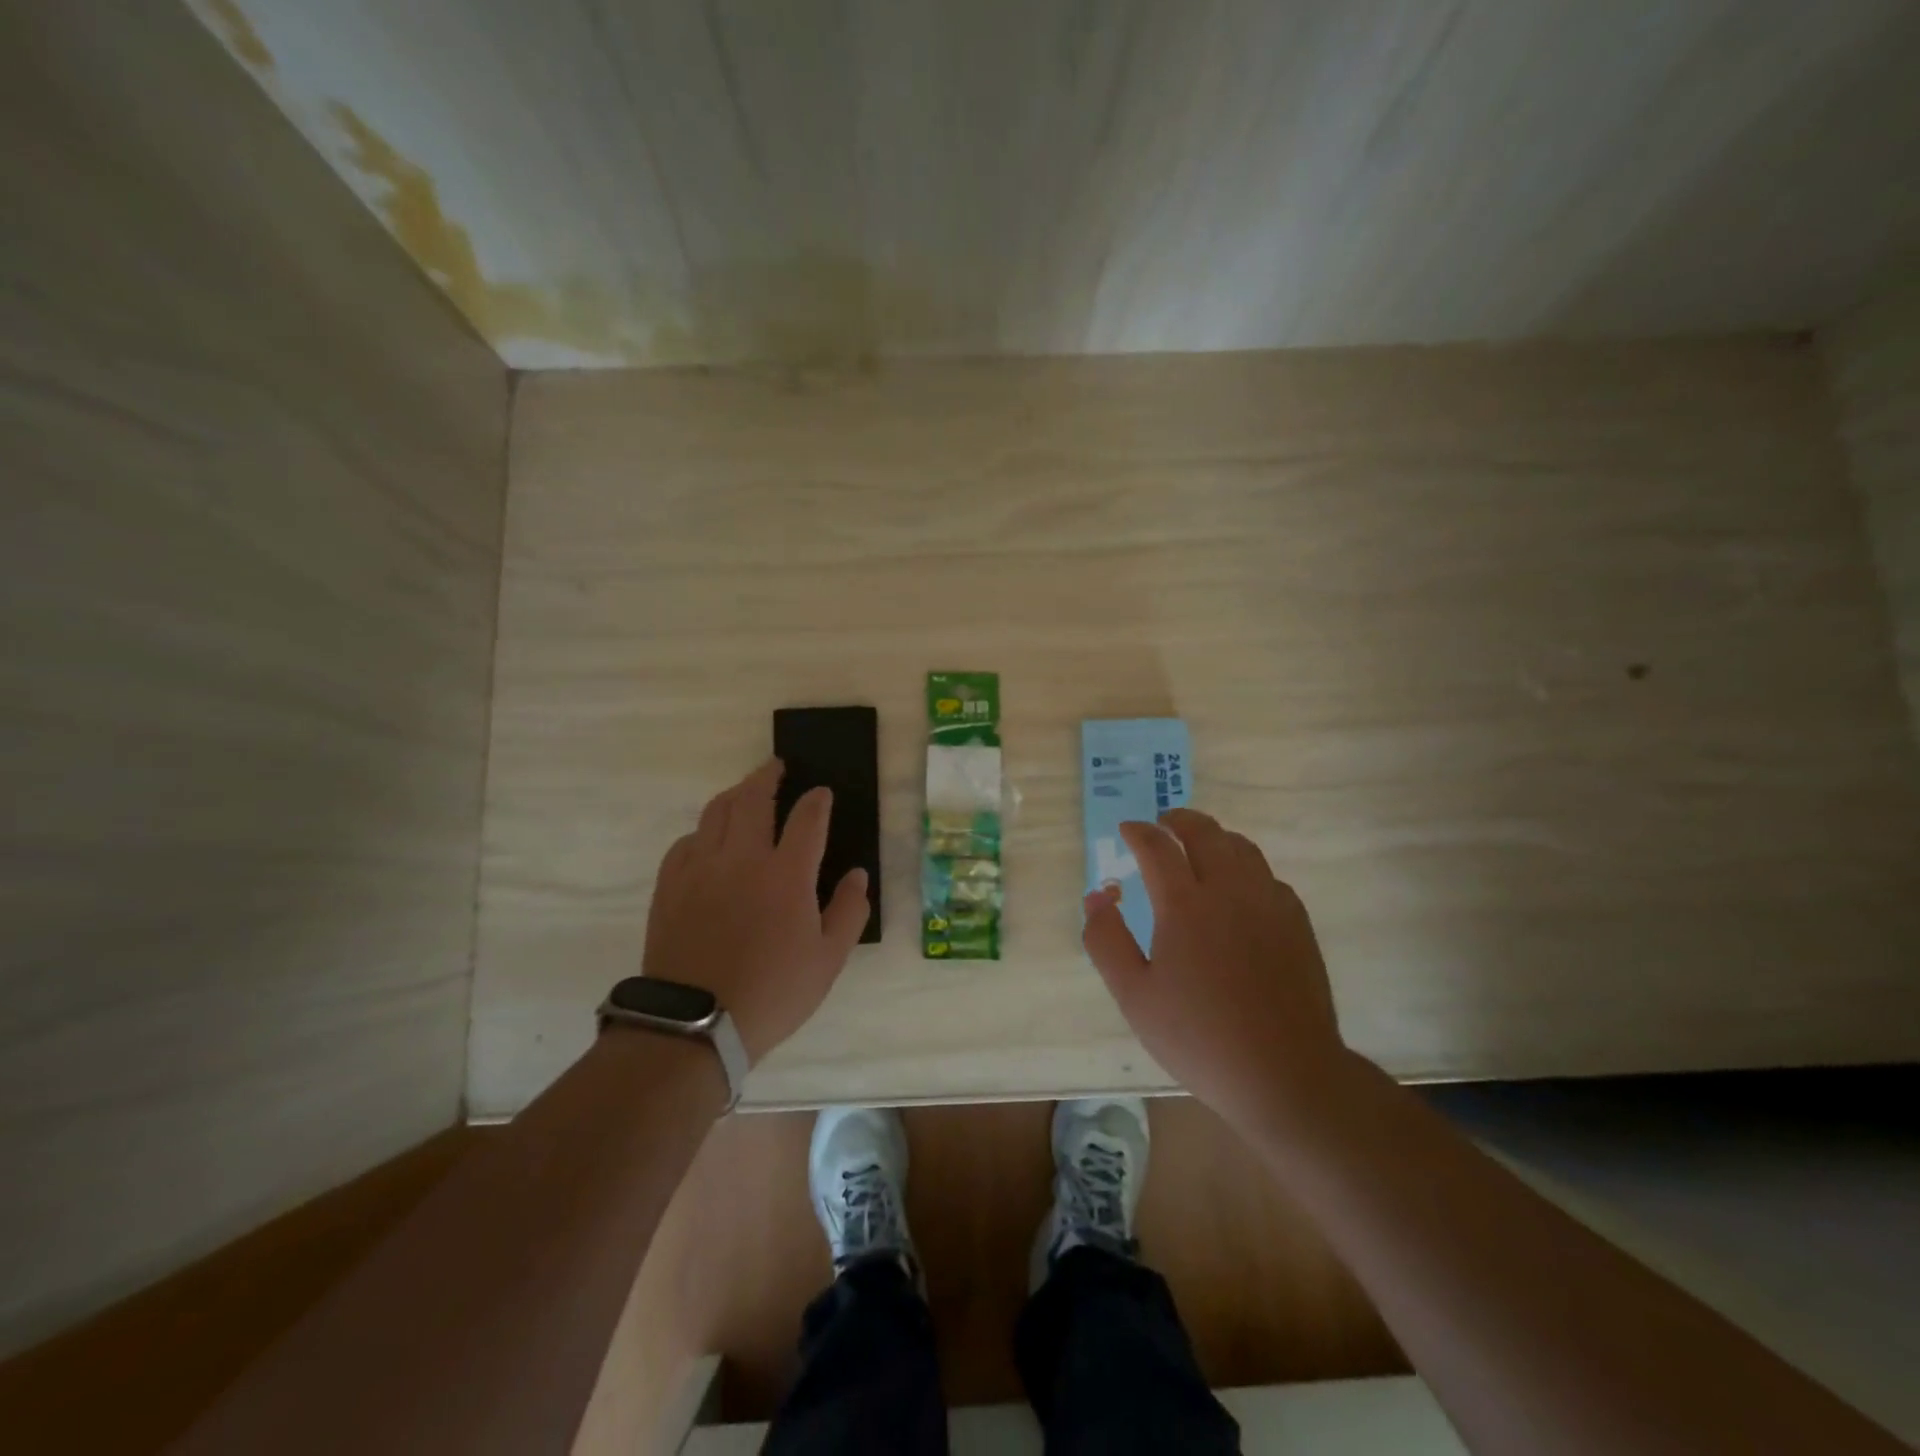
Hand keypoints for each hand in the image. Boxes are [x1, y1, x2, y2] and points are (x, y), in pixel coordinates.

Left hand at [642, 758, 870, 1063]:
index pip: (808, 819)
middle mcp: (743, 858)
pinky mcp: (671, 886)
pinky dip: (703, 831)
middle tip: (777, 766)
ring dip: (735, 794)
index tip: (822, 793)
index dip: (818, 801)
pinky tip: (709, 838)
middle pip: (754, 799)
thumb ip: (849, 911)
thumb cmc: (773, 992)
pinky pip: (686, 842)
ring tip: (745, 791)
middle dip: (768, 776)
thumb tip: (858, 874)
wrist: (696, 1025)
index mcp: (786, 874)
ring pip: (716, 812)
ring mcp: (701, 868)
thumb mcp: (828, 960)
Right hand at [1082, 808, 1348, 1128]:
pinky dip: (1244, 866)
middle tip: (1163, 823)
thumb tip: (1097, 896)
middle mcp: (1230, 890)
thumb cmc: (1199, 1037)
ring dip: (1215, 836)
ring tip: (1199, 846)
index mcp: (1185, 905)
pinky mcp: (1297, 922)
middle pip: (1205, 833)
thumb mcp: (1134, 995)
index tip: (1127, 829)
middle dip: (1179, 820)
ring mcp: (1269, 903)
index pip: (1157, 847)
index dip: (1139, 831)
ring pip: (1242, 847)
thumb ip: (1106, 940)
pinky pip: (1267, 875)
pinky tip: (1237, 888)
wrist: (1285, 1073)